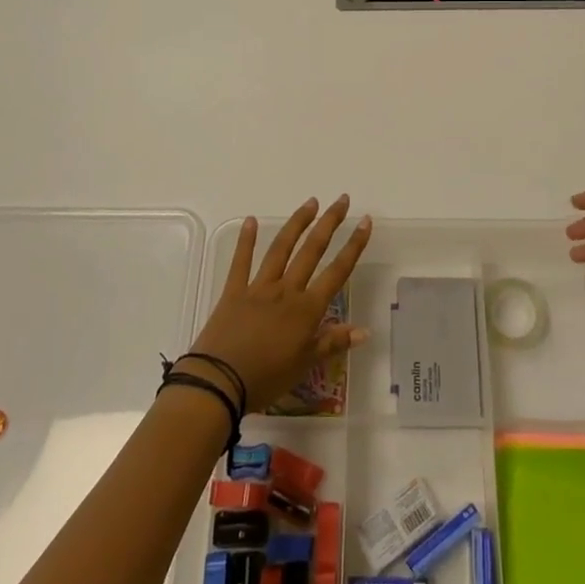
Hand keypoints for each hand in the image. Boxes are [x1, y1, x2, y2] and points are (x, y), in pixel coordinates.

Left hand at [188, 195, 371, 412]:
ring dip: (297, 224)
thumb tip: (365, 331)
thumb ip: (333, 343)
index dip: (353, 246)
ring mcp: (259, 287)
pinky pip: (241, 262)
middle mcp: (286, 290)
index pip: (337, 272)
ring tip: (310, 203)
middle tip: (341, 200)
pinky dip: (246, 240)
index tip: (365, 221)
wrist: (219, 382)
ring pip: (281, 249)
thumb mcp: (305, 365)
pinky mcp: (233, 291)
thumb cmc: (266, 378)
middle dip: (329, 223)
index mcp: (306, 309)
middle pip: (311, 250)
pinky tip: (251, 220)